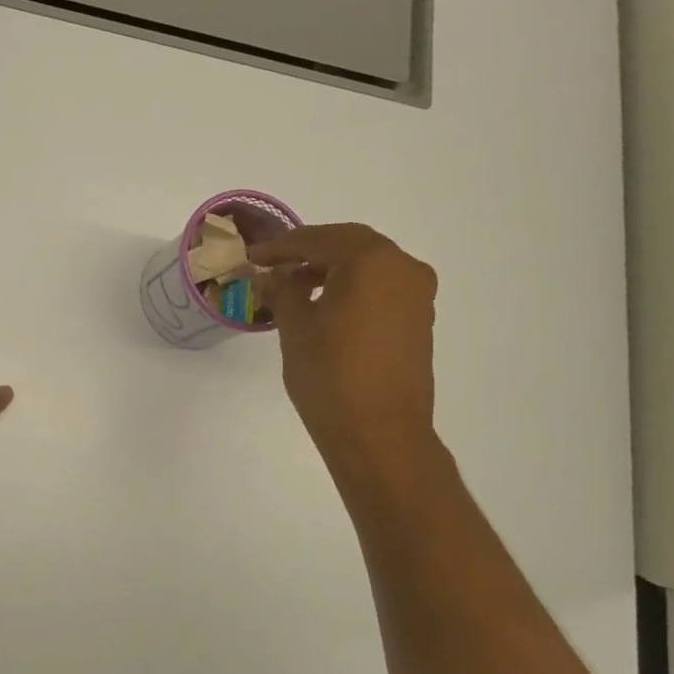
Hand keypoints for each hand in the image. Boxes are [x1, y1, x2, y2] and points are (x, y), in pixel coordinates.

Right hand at [251, 224, 438, 475]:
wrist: (379, 434)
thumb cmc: (331, 375)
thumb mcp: (296, 327)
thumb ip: (284, 290)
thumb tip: (273, 276)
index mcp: (373, 261)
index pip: (320, 240)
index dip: (282, 247)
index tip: (254, 256)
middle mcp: (404, 268)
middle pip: (350, 246)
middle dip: (310, 252)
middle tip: (275, 264)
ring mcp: (417, 296)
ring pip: (369, 268)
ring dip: (333, 270)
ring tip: (295, 287)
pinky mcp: (418, 322)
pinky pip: (381, 290)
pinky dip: (352, 289)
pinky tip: (325, 307)